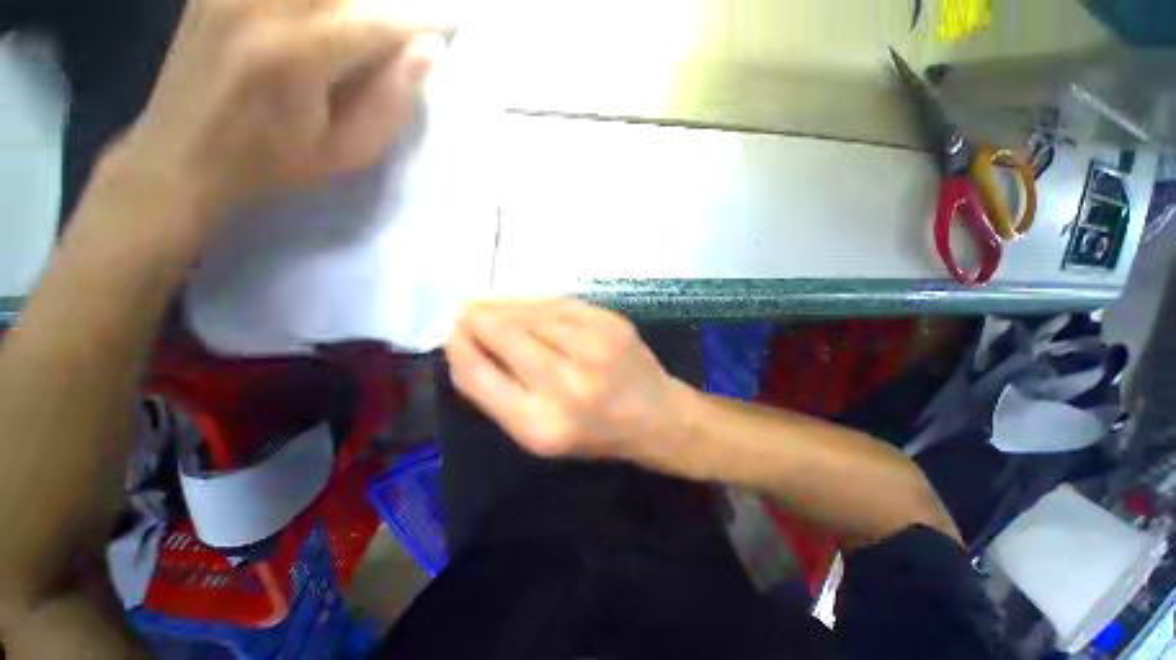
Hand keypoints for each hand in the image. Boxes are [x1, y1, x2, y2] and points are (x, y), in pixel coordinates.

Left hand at [113, 0, 447, 223]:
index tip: (456, 14)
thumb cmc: (273, 162)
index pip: (378, 19)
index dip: (424, 15)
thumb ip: (390, 103)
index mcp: (297, 56)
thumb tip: (428, 49)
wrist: (182, 154)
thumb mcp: (346, 153)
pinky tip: (327, 15)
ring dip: (350, 1)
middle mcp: (261, 4)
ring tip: (369, 20)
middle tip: (406, 17)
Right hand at [446, 300, 689, 462]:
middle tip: (468, 314)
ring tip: (492, 308)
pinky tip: (525, 306)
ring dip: (503, 307)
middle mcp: (565, 382)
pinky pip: (557, 303)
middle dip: (476, 319)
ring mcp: (592, 346)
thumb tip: (466, 347)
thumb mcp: (538, 435)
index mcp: (538, 424)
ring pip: (529, 312)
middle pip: (501, 333)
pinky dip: (534, 303)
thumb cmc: (594, 434)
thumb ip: (497, 395)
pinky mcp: (609, 322)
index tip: (453, 336)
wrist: (656, 416)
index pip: (477, 374)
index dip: (458, 348)